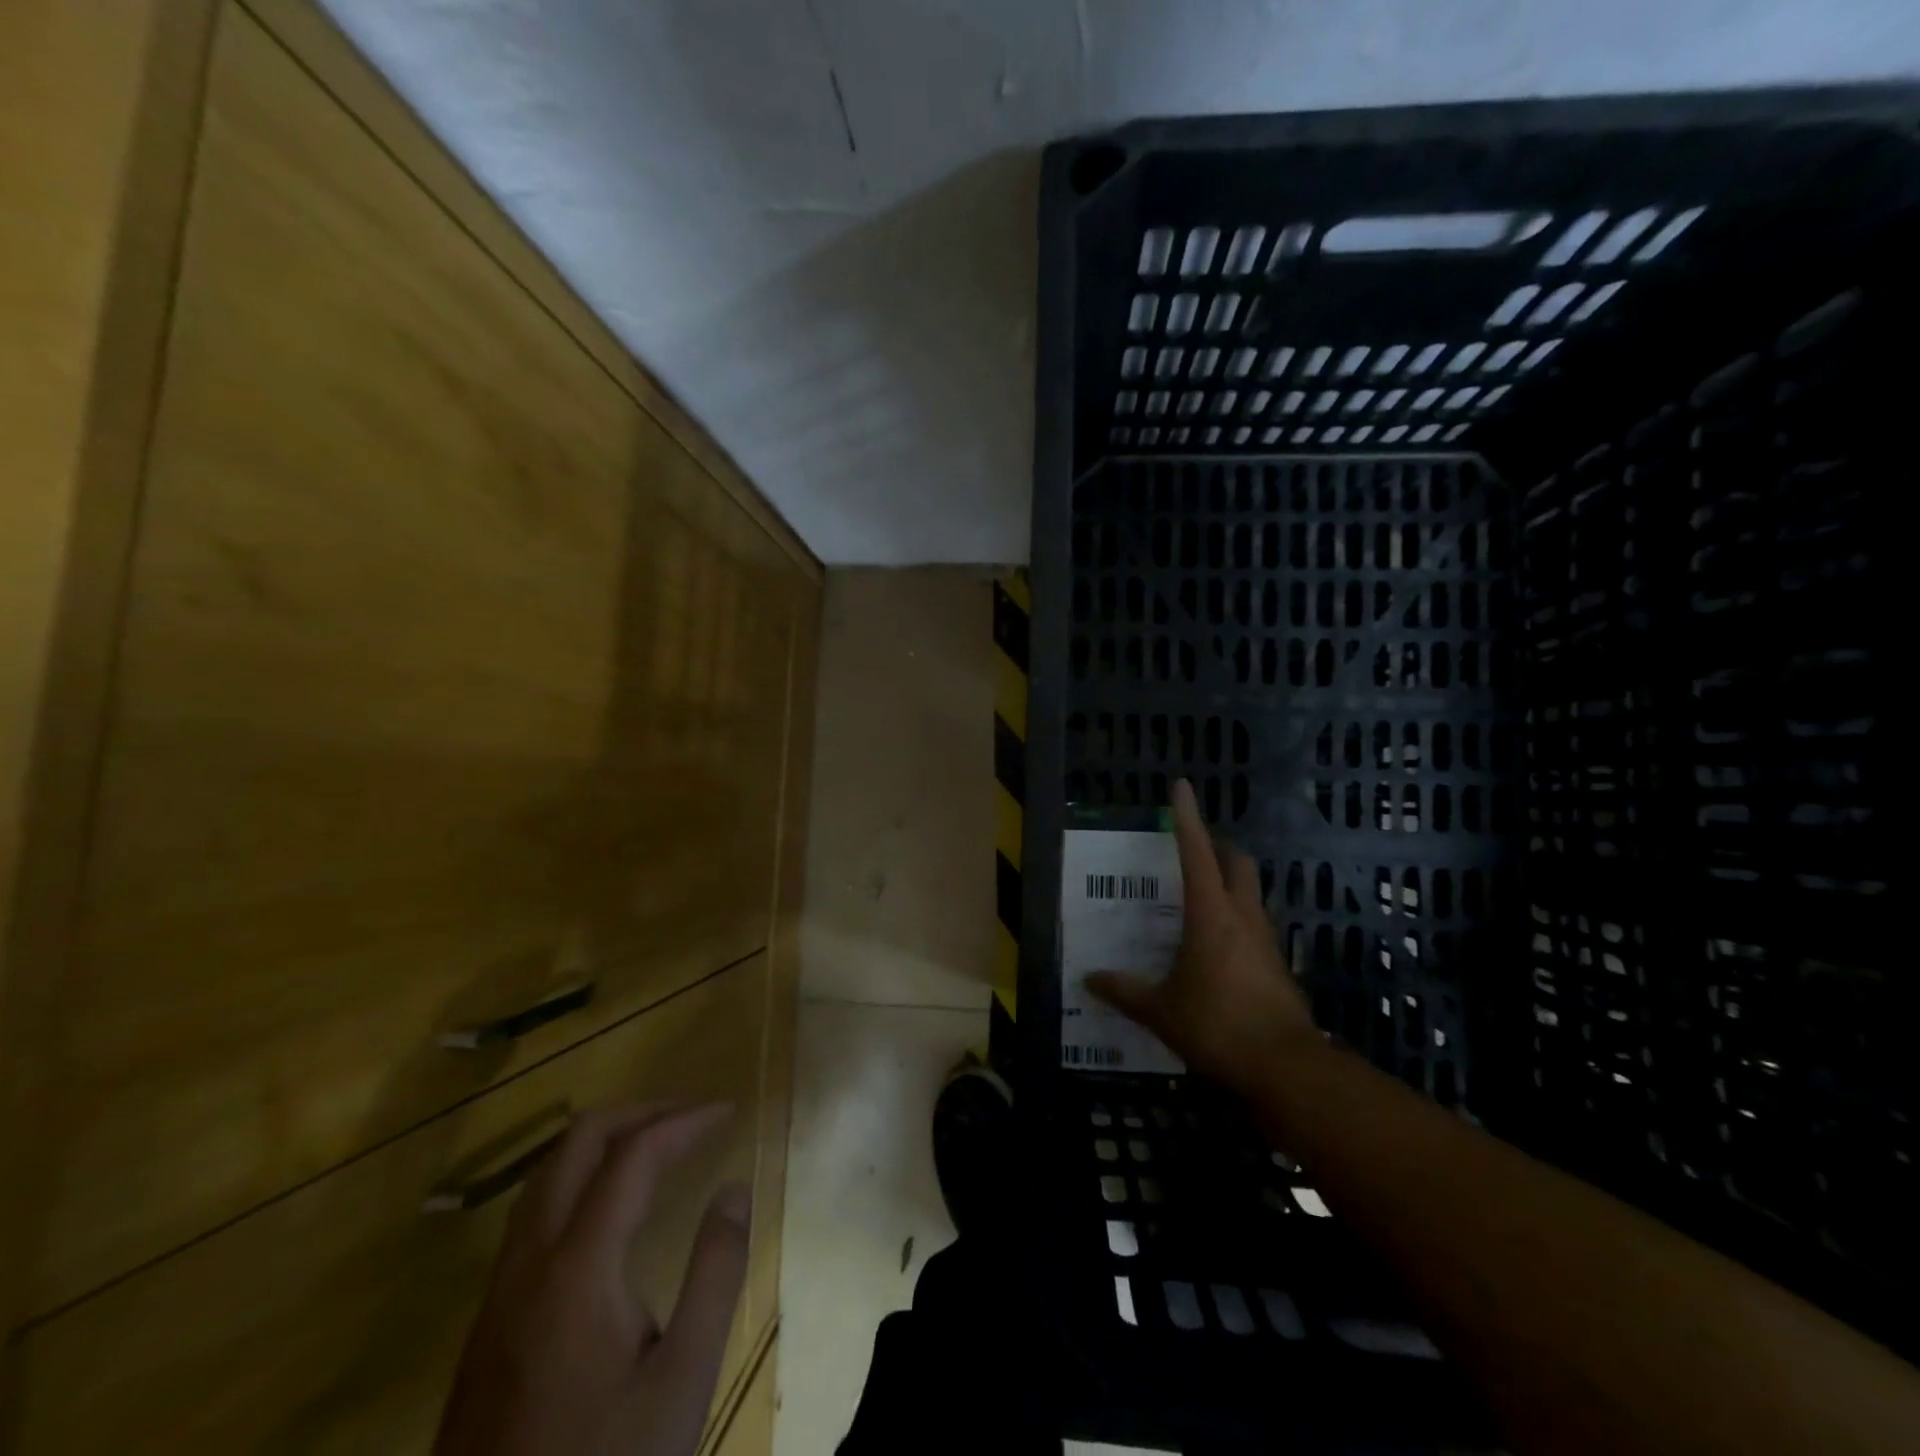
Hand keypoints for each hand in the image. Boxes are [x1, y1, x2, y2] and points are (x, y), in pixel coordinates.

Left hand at [435, 1102, 749, 1455]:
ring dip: (605, 1140)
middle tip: (691, 1116)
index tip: (728, 1112)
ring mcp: (499, 1292)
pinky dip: (580, 1176)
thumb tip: (735, 1188)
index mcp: (577, 1268)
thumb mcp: (683, 1378)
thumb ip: (715, 1272)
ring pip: (547, 1174)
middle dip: (640, 1112)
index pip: (633, 1155)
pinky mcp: (488, 1322)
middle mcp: (529, 1262)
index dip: (684, 1121)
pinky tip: (608, 1204)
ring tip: (657, 1143)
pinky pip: (534, 1211)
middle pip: (577, 1143)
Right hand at [1088, 779, 1317, 1090]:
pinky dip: (1236, 919)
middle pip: (1237, 863)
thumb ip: (1125, 992)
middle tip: (1193, 849)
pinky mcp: (1277, 965)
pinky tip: (1215, 945)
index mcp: (1210, 914)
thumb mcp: (1161, 1011)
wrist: (1285, 1068)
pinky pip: (1254, 925)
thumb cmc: (1217, 1026)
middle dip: (1218, 847)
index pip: (1197, 852)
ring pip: (1251, 893)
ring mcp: (1265, 940)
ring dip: (1229, 883)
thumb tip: (1090, 979)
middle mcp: (1242, 917)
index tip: (1181, 787)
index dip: (1187, 818)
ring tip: (1198, 897)